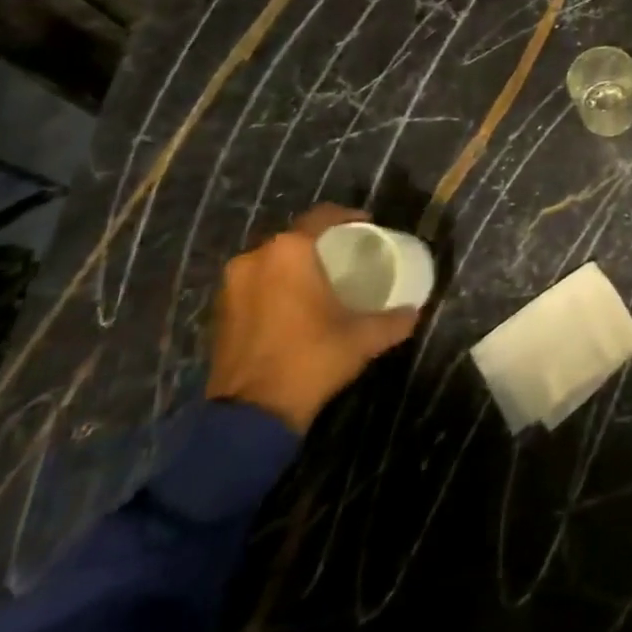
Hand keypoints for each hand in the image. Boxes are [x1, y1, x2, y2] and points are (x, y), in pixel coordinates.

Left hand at [206, 204, 420, 432]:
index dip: (348, 218)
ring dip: (294, 268)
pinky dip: (274, 289)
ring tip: (321, 283)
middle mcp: (254, 258)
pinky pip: (254, 286)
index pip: (322, 217)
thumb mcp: (363, 338)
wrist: (252, 415)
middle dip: (320, 245)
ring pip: (271, 263)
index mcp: (288, 252)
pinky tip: (294, 307)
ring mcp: (230, 286)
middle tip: (347, 257)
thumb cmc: (311, 359)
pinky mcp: (218, 313)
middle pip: (294, 239)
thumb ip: (393, 320)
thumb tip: (414, 312)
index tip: (368, 227)